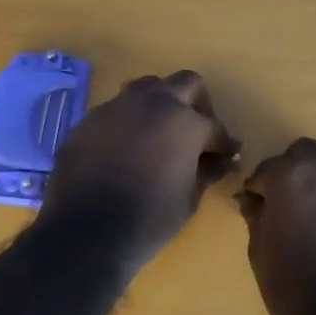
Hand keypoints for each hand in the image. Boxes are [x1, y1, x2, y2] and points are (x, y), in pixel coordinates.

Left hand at [43, 70, 239, 265]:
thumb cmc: (149, 218)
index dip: (225, 143)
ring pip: (146, 88)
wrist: (86, 231)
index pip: (214, 126)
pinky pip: (117, 110)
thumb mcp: (189, 198)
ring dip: (160, 103)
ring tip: (160, 132)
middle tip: (197, 130)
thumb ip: (208, 171)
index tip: (229, 154)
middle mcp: (152, 103)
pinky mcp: (89, 120)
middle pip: (185, 83)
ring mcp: (117, 107)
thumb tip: (224, 161)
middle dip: (198, 103)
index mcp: (185, 122)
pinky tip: (126, 148)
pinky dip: (129, 122)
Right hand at [236, 138, 315, 314]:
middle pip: (312, 154)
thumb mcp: (261, 253)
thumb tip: (251, 200)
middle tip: (297, 204)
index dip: (262, 186)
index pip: (270, 167)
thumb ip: (256, 216)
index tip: (259, 204)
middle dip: (300, 172)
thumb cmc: (294, 289)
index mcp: (293, 175)